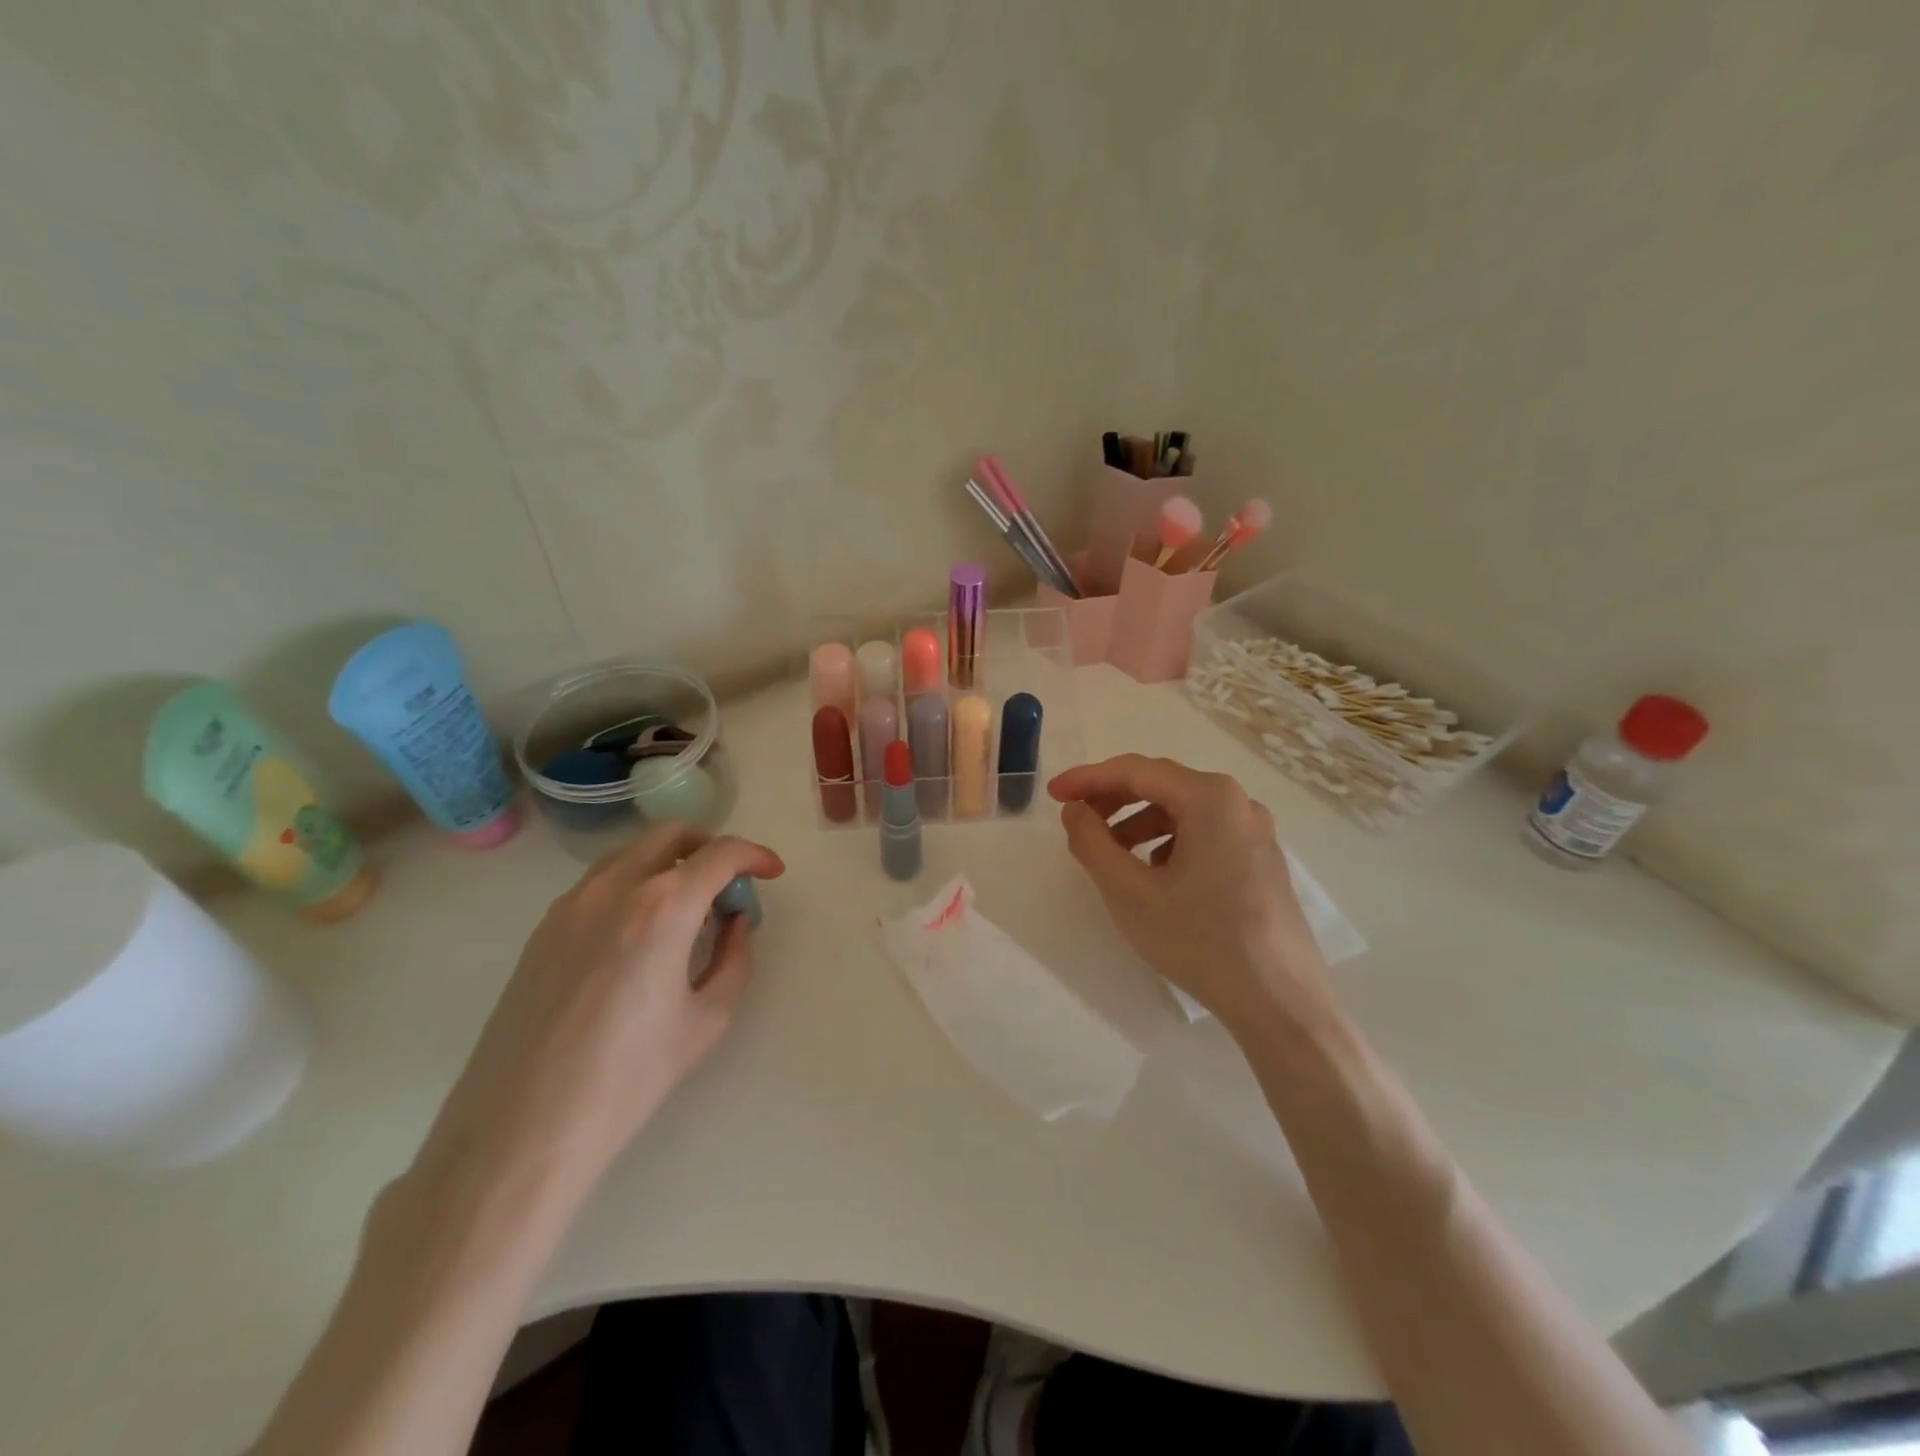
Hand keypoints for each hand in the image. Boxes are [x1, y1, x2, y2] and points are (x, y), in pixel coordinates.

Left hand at [417, 823, 784, 1198]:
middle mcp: (614, 888)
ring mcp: (569, 905)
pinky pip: (600, 884)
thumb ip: (734, 957)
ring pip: (631, 854)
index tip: (771, 872)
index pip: (720, 853)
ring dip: (669, 864)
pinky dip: (634, 886)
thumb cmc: (629, 1078)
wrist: (522, 1129)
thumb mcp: (708, 1018)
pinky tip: (642, 936)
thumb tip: (734, 924)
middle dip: (710, 847)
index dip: (755, 855)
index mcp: (662, 906)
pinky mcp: (541, 930)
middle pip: (671, 834)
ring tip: (688, 912)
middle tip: (730, 885)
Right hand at [1049, 755, 1328, 1032]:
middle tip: (1076, 820)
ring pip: (1183, 811)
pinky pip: (1204, 834)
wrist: (1280, 1003)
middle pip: (1162, 785)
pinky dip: (1168, 842)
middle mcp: (1238, 803)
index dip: (1087, 779)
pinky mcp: (1261, 861)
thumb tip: (1076, 811)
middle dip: (1113, 799)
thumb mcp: (1129, 892)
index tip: (1052, 795)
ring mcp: (1255, 832)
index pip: (1135, 771)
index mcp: (1209, 797)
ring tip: (1110, 855)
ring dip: (1138, 823)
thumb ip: (1091, 842)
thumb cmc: (1200, 940)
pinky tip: (1154, 876)